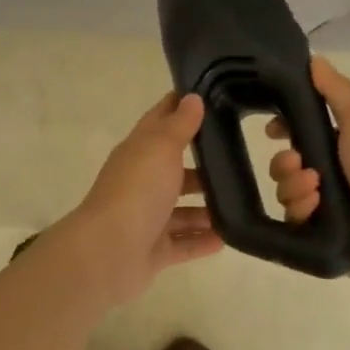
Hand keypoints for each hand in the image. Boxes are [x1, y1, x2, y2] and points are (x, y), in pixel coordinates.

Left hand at [61, 92, 222, 303]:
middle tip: (240, 161)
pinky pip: (183, 244)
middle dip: (202, 168)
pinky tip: (228, 238)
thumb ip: (179, 125)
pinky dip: (202, 241)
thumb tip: (192, 97)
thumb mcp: (161, 148)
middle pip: (173, 171)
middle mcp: (140, 183)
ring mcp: (146, 219)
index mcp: (138, 153)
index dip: (179, 108)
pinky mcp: (153, 251)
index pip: (159, 122)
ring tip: (240, 204)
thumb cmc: (137, 190)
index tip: (208, 97)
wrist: (109, 252)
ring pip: (180, 211)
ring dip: (205, 208)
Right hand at [267, 57, 349, 287]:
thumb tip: (313, 58)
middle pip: (284, 164)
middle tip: (299, 164)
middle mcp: (330, 175)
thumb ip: (336, 91)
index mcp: (340, 145)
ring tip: (315, 191)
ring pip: (284, 193)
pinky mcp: (318, 237)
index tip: (270, 130)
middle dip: (284, 163)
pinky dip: (301, 212)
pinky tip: (316, 210)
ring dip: (293, 188)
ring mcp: (324, 208)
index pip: (299, 133)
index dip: (282, 128)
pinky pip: (291, 222)